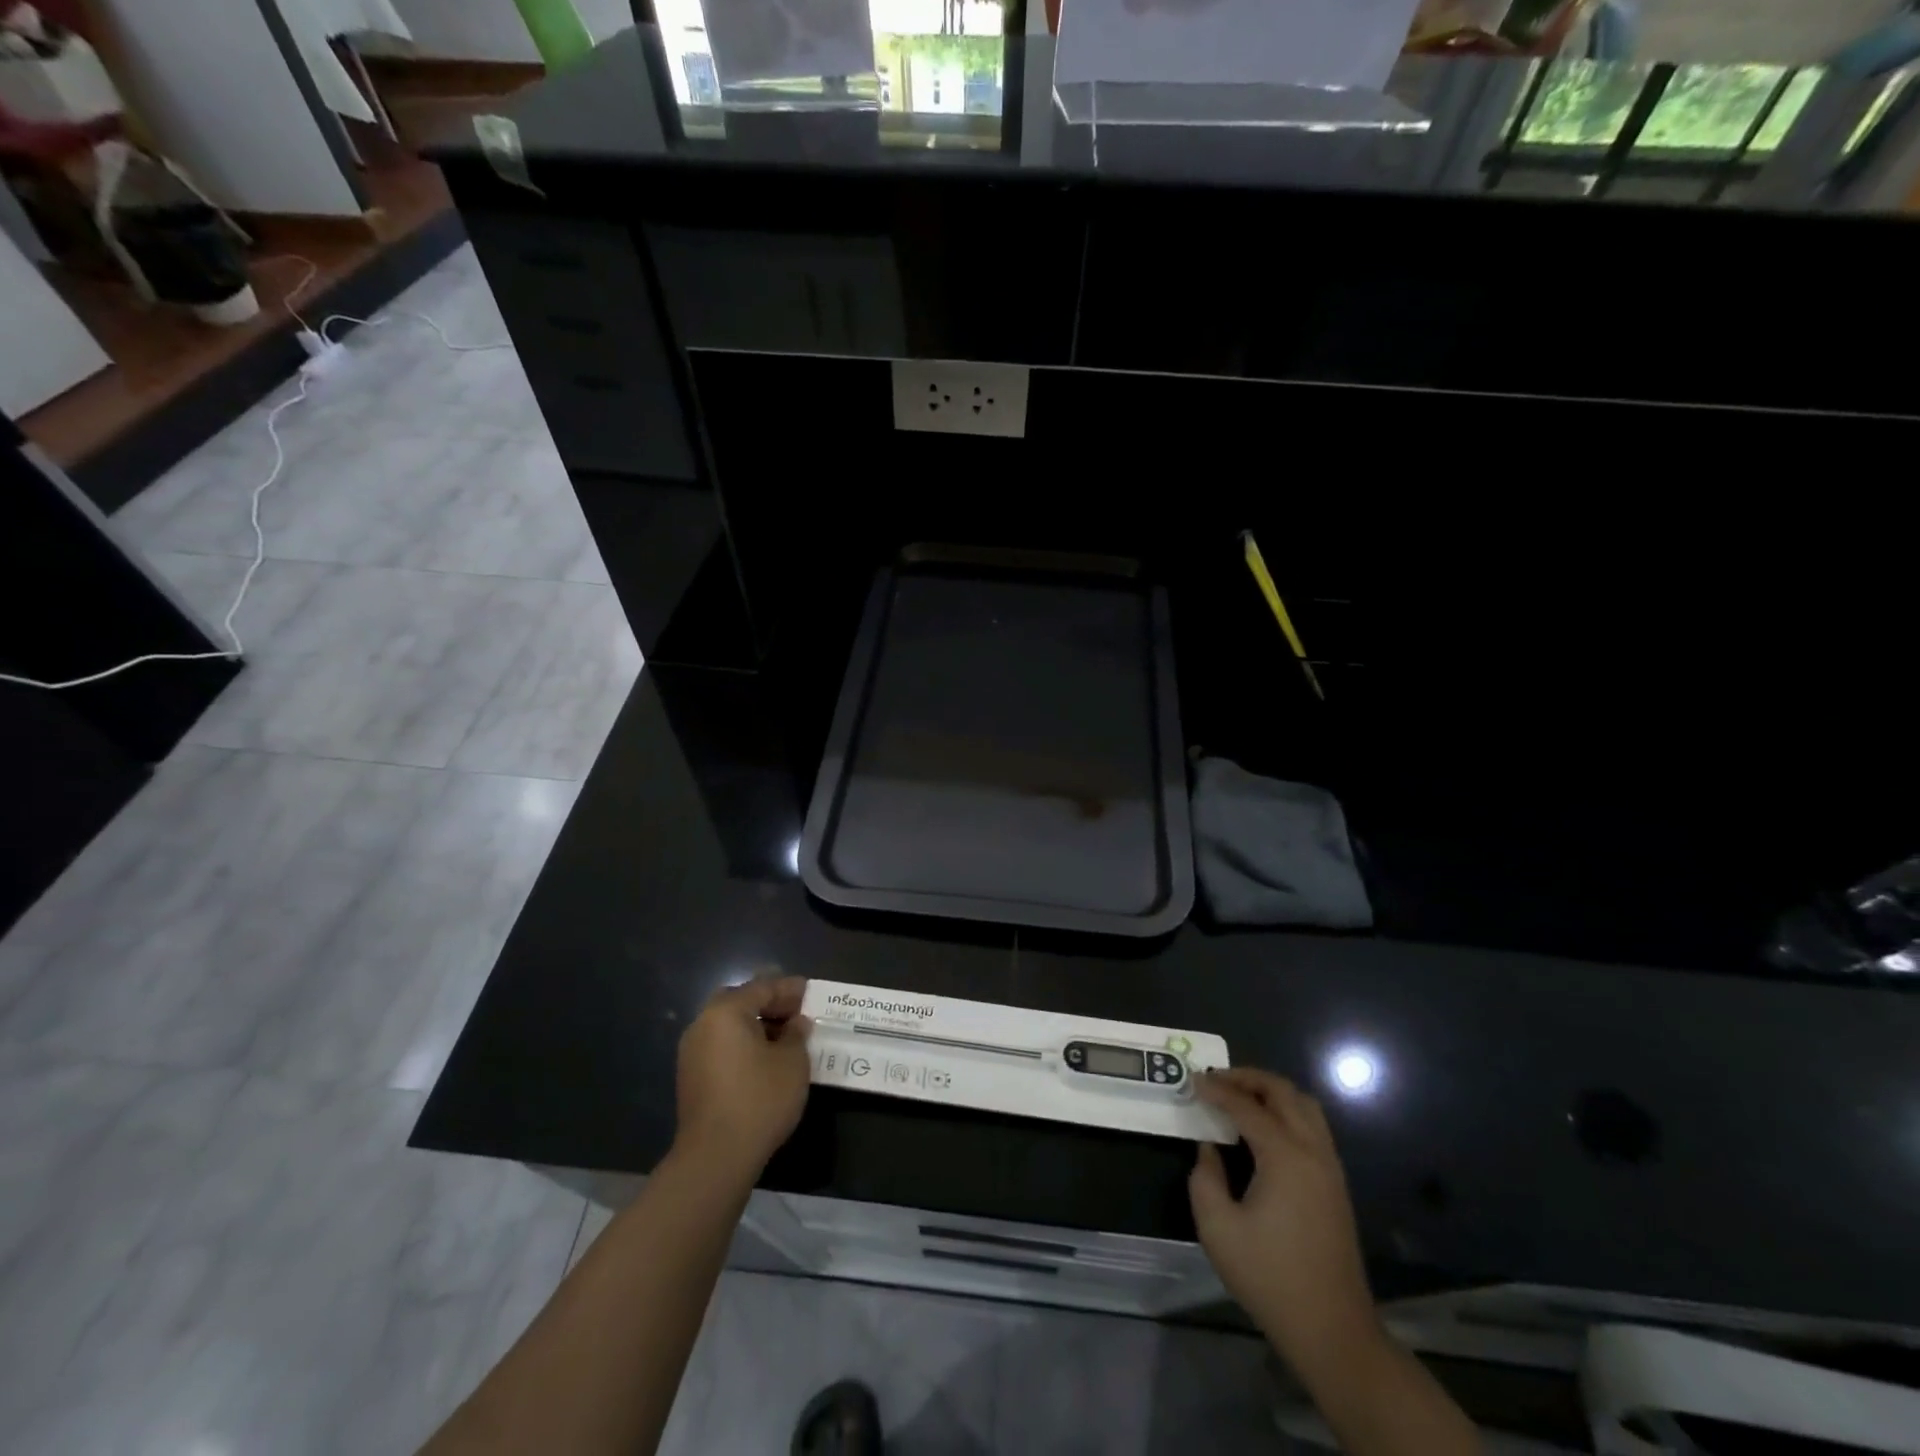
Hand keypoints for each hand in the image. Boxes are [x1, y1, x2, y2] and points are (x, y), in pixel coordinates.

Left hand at [672, 977, 811, 1186]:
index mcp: (725, 1012)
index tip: (809, 991)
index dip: (789, 988)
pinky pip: (721, 1046)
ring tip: (784, 1037)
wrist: (715, 1158)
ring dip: (755, 1025)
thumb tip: (796, 1023)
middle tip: (795, 1011)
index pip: (762, 987)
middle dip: (768, 1003)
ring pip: (728, 1024)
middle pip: (739, 1001)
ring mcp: (692, 1052)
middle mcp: (702, 1024)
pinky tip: (764, 1059)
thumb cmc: (759, 1099)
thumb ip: (796, 1034)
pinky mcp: (691, 1077)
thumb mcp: (793, 1062)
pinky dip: (742, 1044)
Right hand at [1189, 1068, 1381, 1383]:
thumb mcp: (1217, 1227)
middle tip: (1217, 1081)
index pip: (1246, 1106)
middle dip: (1248, 1078)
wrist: (1332, 1330)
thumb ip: (1205, 1177)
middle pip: (1283, 1092)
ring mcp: (1330, 1166)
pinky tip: (1264, 1128)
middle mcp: (1313, 1150)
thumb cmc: (1269, 1277)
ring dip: (1272, 1092)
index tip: (1192, 1080)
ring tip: (1240, 1097)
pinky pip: (1313, 1126)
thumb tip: (1210, 1148)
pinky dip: (1287, 1111)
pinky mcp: (1336, 1184)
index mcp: (1285, 1156)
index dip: (1217, 1090)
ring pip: (1305, 1105)